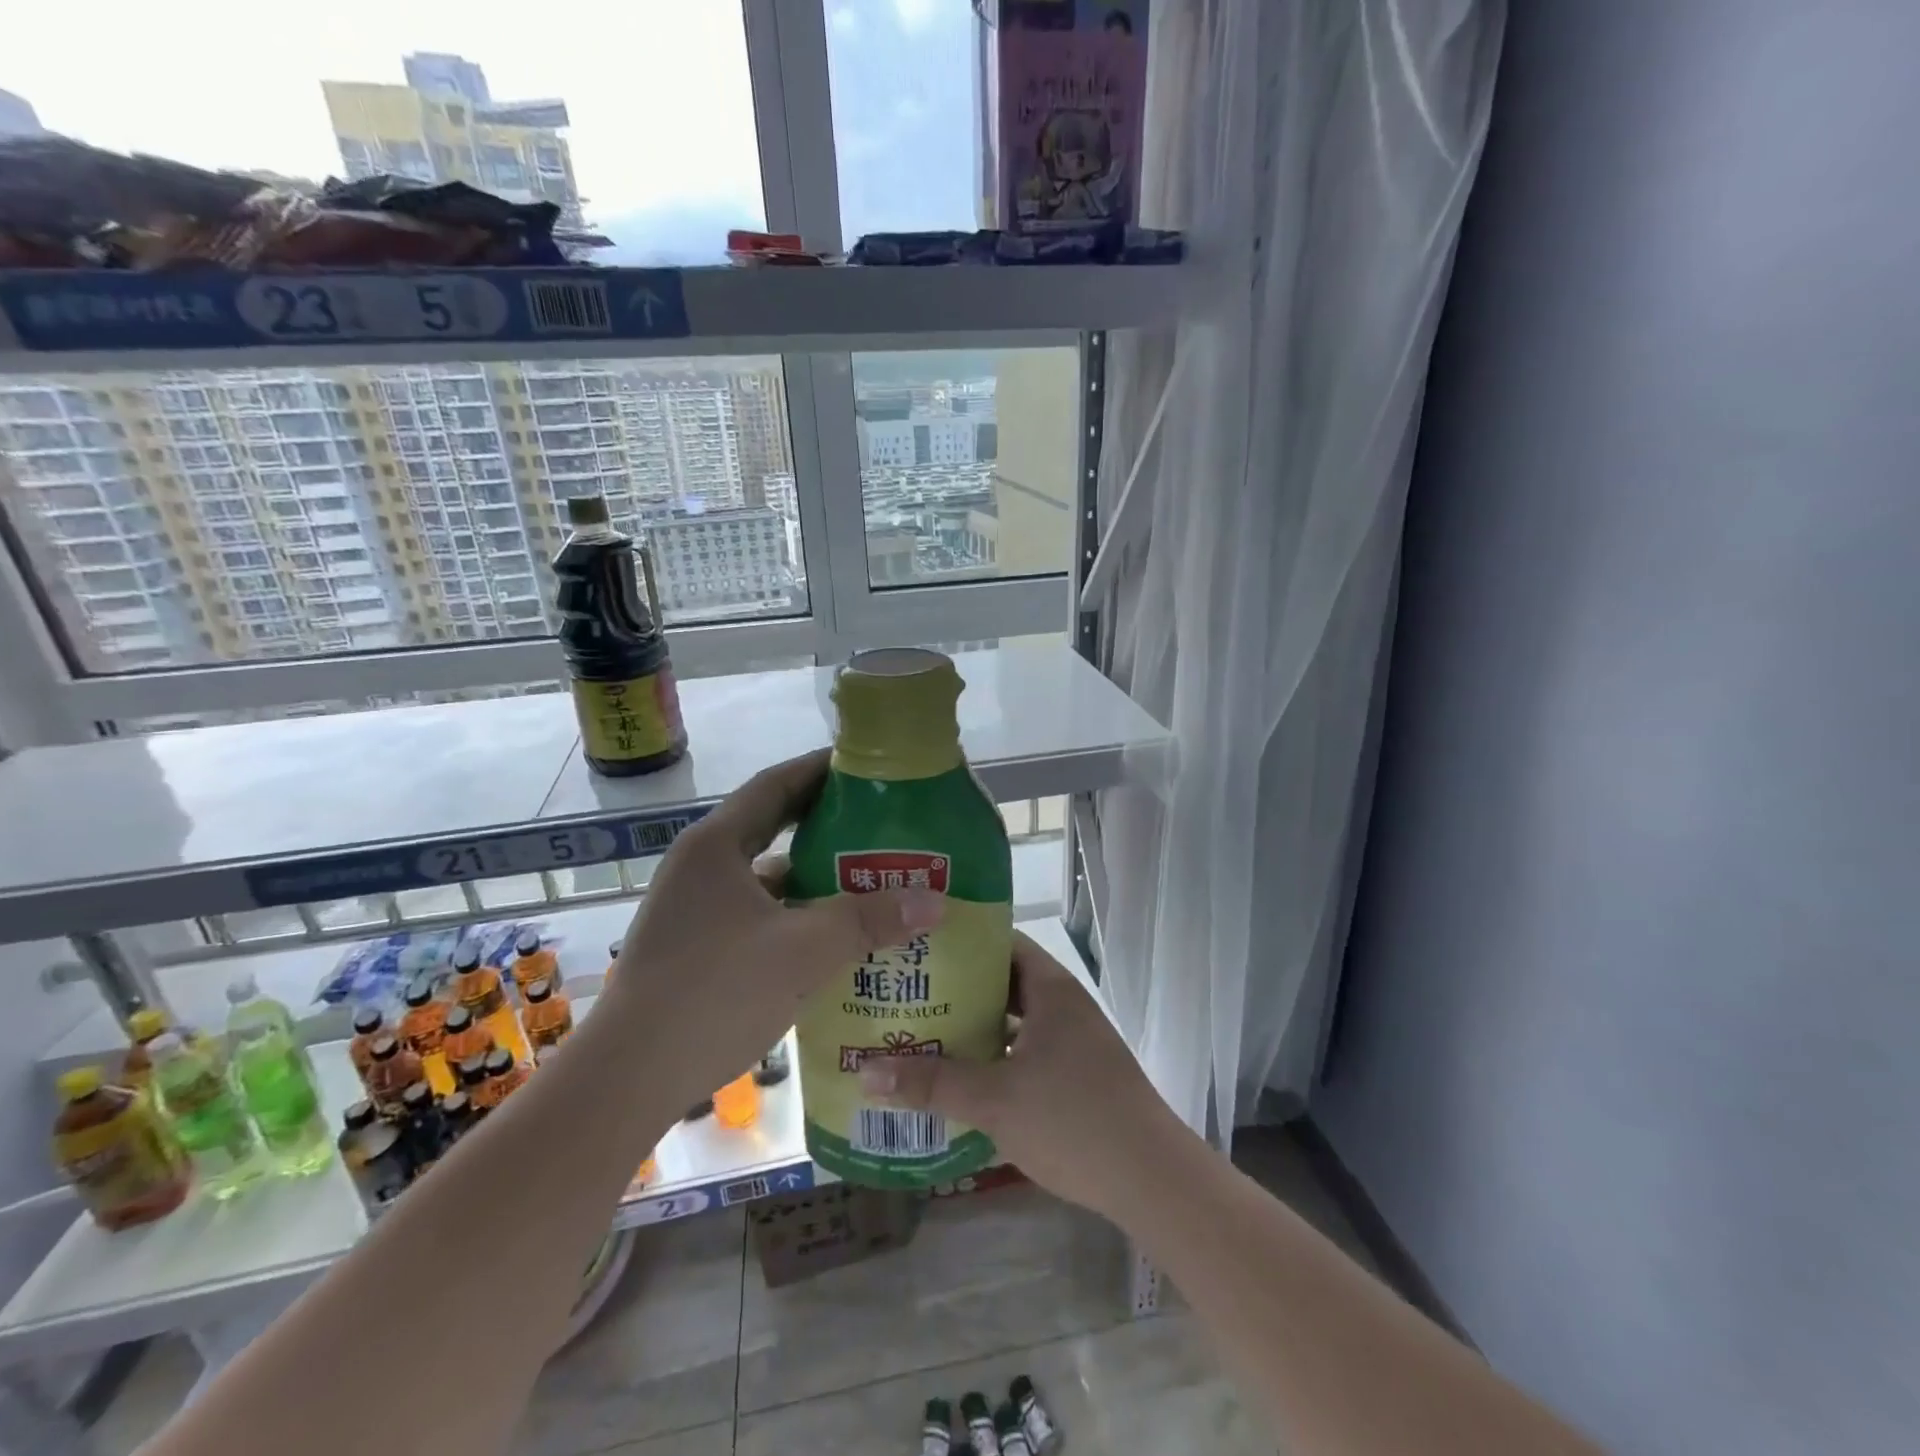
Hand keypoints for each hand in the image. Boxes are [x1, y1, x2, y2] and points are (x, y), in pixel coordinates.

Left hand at [604, 749, 944, 1109]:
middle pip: (772, 827)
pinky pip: (758, 915)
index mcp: (717, 846)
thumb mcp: (803, 951)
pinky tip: (833, 937)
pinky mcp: (696, 948)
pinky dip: (795, 917)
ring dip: (814, 877)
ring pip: (766, 878)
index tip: (869, 768)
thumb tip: (936, 900)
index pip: (776, 785)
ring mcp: (695, 910)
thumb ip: (869, 920)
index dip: (822, 770)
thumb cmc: (714, 994)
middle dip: (827, 824)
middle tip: (883, 823)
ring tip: (871, 879)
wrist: (626, 1081)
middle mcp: (701, 867)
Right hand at [859, 931, 1178, 1218]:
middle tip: (906, 993)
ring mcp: (1073, 1040)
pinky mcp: (1076, 1074)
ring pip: (1014, 1020)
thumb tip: (865, 1071)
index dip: (959, 941)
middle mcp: (1063, 1004)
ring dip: (975, 1027)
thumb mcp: (994, 1099)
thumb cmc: (1073, 1120)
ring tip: (922, 1032)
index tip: (915, 947)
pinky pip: (1025, 1049)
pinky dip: (995, 1056)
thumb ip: (932, 1083)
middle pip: (1002, 981)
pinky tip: (962, 1077)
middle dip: (957, 989)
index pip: (1000, 942)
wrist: (1152, 1179)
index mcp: (1050, 988)